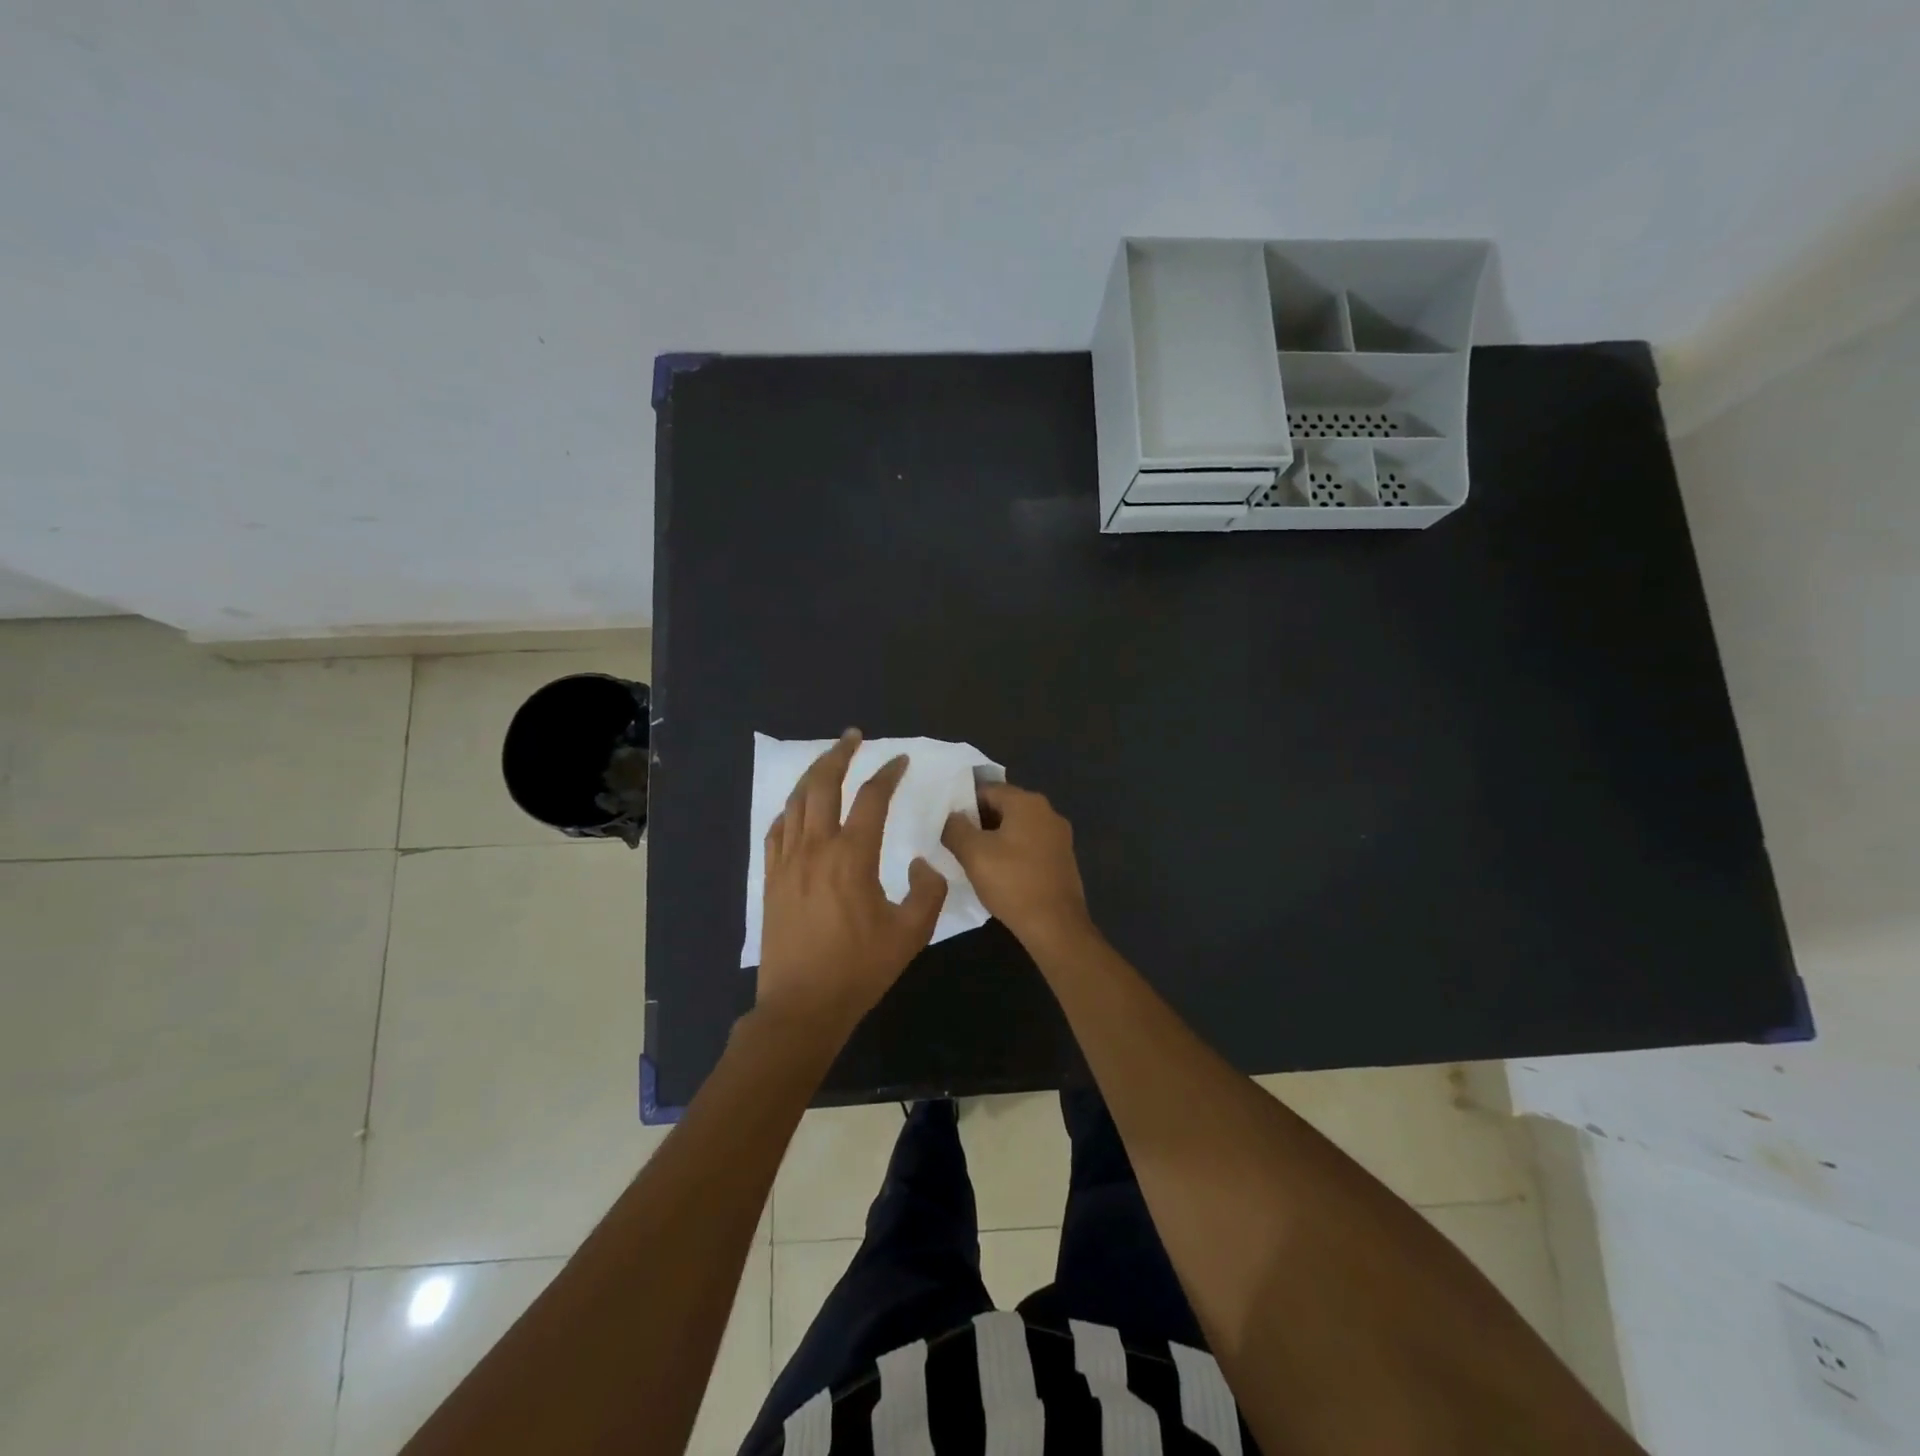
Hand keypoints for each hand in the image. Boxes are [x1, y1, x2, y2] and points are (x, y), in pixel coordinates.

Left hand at [757, 731, 948, 1040]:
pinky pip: (776, 831)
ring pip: (795, 802)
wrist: (802, 1006)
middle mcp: (815, 848)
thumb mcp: (911, 934)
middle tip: (854, 737)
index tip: (900, 760)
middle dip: (839, 755)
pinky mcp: (770, 879)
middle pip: (822, 785)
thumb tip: (924, 863)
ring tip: (827, 760)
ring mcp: (787, 862)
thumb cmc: (859, 970)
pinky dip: (788, 810)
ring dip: (812, 774)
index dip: (887, 774)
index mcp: (852, 857)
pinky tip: (796, 808)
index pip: (871, 799)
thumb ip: (928, 892)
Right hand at [942, 781, 1090, 946]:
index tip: (946, 821)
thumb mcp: (973, 854)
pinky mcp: (1062, 858)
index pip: (987, 789)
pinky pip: (1030, 845)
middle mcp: (1048, 812)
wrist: (1055, 926)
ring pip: (1017, 827)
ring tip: (972, 857)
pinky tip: (998, 871)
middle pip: (1004, 806)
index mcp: (1027, 802)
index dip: (963, 803)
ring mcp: (1059, 836)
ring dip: (994, 838)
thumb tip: (951, 817)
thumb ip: (956, 828)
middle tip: (955, 840)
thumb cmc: (1012, 883)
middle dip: (978, 821)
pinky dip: (1012, 851)